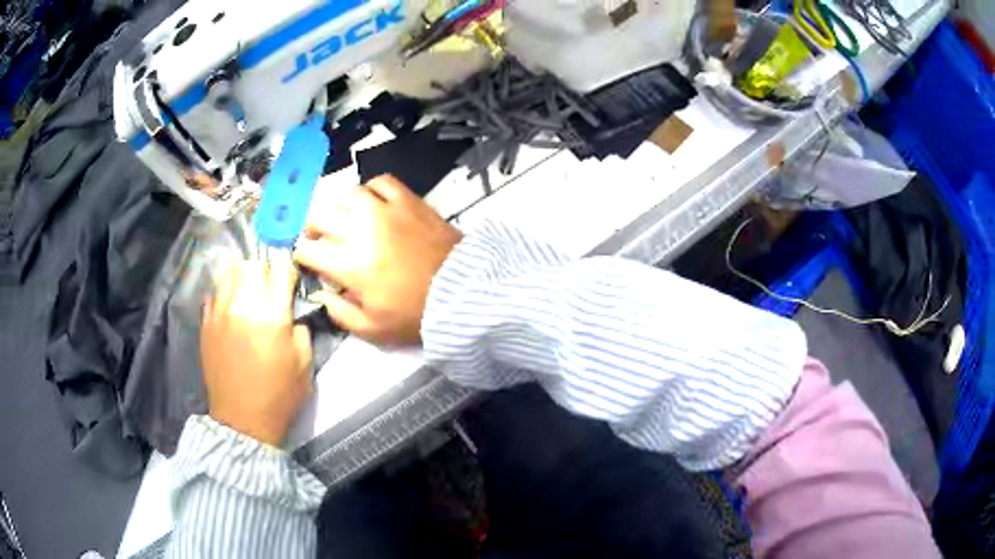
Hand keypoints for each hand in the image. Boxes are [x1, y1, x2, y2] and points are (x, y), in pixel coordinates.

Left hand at [201, 259, 312, 445]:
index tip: (290, 279)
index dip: (288, 269)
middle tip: (270, 283)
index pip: (280, 270)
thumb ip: (302, 329)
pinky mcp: (206, 323)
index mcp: (272, 316)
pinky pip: (214, 292)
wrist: (242, 420)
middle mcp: (243, 306)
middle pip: (254, 265)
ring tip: (249, 285)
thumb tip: (293, 311)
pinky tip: (232, 302)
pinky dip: (225, 290)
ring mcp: (220, 312)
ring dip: (243, 274)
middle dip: (265, 269)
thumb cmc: (279, 395)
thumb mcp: (305, 364)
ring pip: (231, 272)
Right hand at [293, 175, 462, 346]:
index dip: (302, 255)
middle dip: (312, 228)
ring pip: (346, 193)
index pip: (309, 250)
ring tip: (341, 217)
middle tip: (318, 238)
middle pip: (320, 216)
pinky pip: (381, 182)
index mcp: (349, 264)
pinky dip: (370, 189)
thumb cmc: (415, 314)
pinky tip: (370, 202)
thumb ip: (340, 314)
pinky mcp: (408, 200)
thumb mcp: (373, 329)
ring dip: (337, 206)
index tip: (306, 260)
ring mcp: (385, 210)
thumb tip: (323, 295)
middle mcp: (360, 230)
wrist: (462, 291)